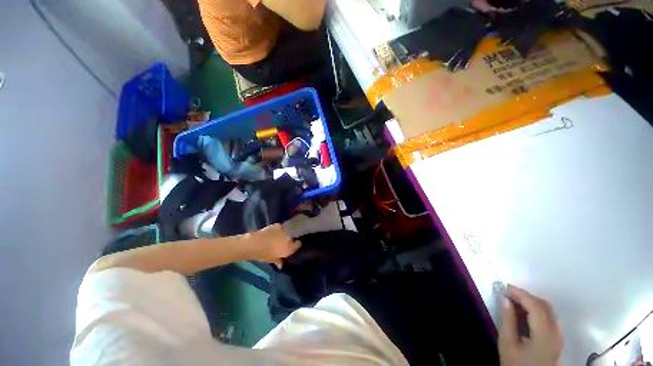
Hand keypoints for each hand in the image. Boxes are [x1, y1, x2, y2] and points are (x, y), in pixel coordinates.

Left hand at [247, 224, 300, 268]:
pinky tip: (273, 232)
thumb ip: (278, 261)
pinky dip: (278, 230)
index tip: (293, 247)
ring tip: (278, 237)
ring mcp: (284, 231)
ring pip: (286, 233)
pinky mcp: (278, 225)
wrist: (256, 244)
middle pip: (291, 239)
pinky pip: (280, 228)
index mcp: (289, 248)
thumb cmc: (264, 255)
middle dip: (288, 241)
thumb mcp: (272, 260)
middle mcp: (289, 238)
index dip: (296, 245)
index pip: (298, 245)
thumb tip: (281, 264)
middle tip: (282, 243)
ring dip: (283, 235)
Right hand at [499, 285, 563, 365]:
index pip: (535, 306)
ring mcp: (558, 337)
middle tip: (508, 294)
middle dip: (527, 296)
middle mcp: (556, 333)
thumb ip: (507, 320)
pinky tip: (524, 314)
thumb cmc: (516, 365)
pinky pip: (549, 319)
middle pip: (545, 307)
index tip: (505, 287)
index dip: (520, 294)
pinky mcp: (557, 341)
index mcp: (545, 335)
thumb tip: (505, 299)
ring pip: (549, 312)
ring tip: (514, 302)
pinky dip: (536, 311)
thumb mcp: (507, 344)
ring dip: (532, 303)